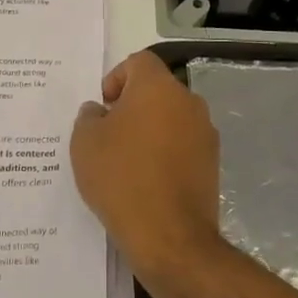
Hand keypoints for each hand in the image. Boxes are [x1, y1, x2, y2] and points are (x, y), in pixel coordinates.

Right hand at [70, 51, 223, 281]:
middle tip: (110, 135)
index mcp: (158, 87)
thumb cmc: (121, 178)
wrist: (169, 236)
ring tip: (127, 162)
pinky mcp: (212, 163)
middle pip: (157, 89)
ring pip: (171, 118)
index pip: (139, 62)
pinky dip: (166, 153)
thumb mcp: (85, 142)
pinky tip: (147, 181)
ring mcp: (205, 133)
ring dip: (151, 130)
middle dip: (133, 105)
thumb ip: (89, 116)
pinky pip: (183, 145)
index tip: (104, 107)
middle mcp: (188, 102)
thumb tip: (99, 111)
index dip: (116, 77)